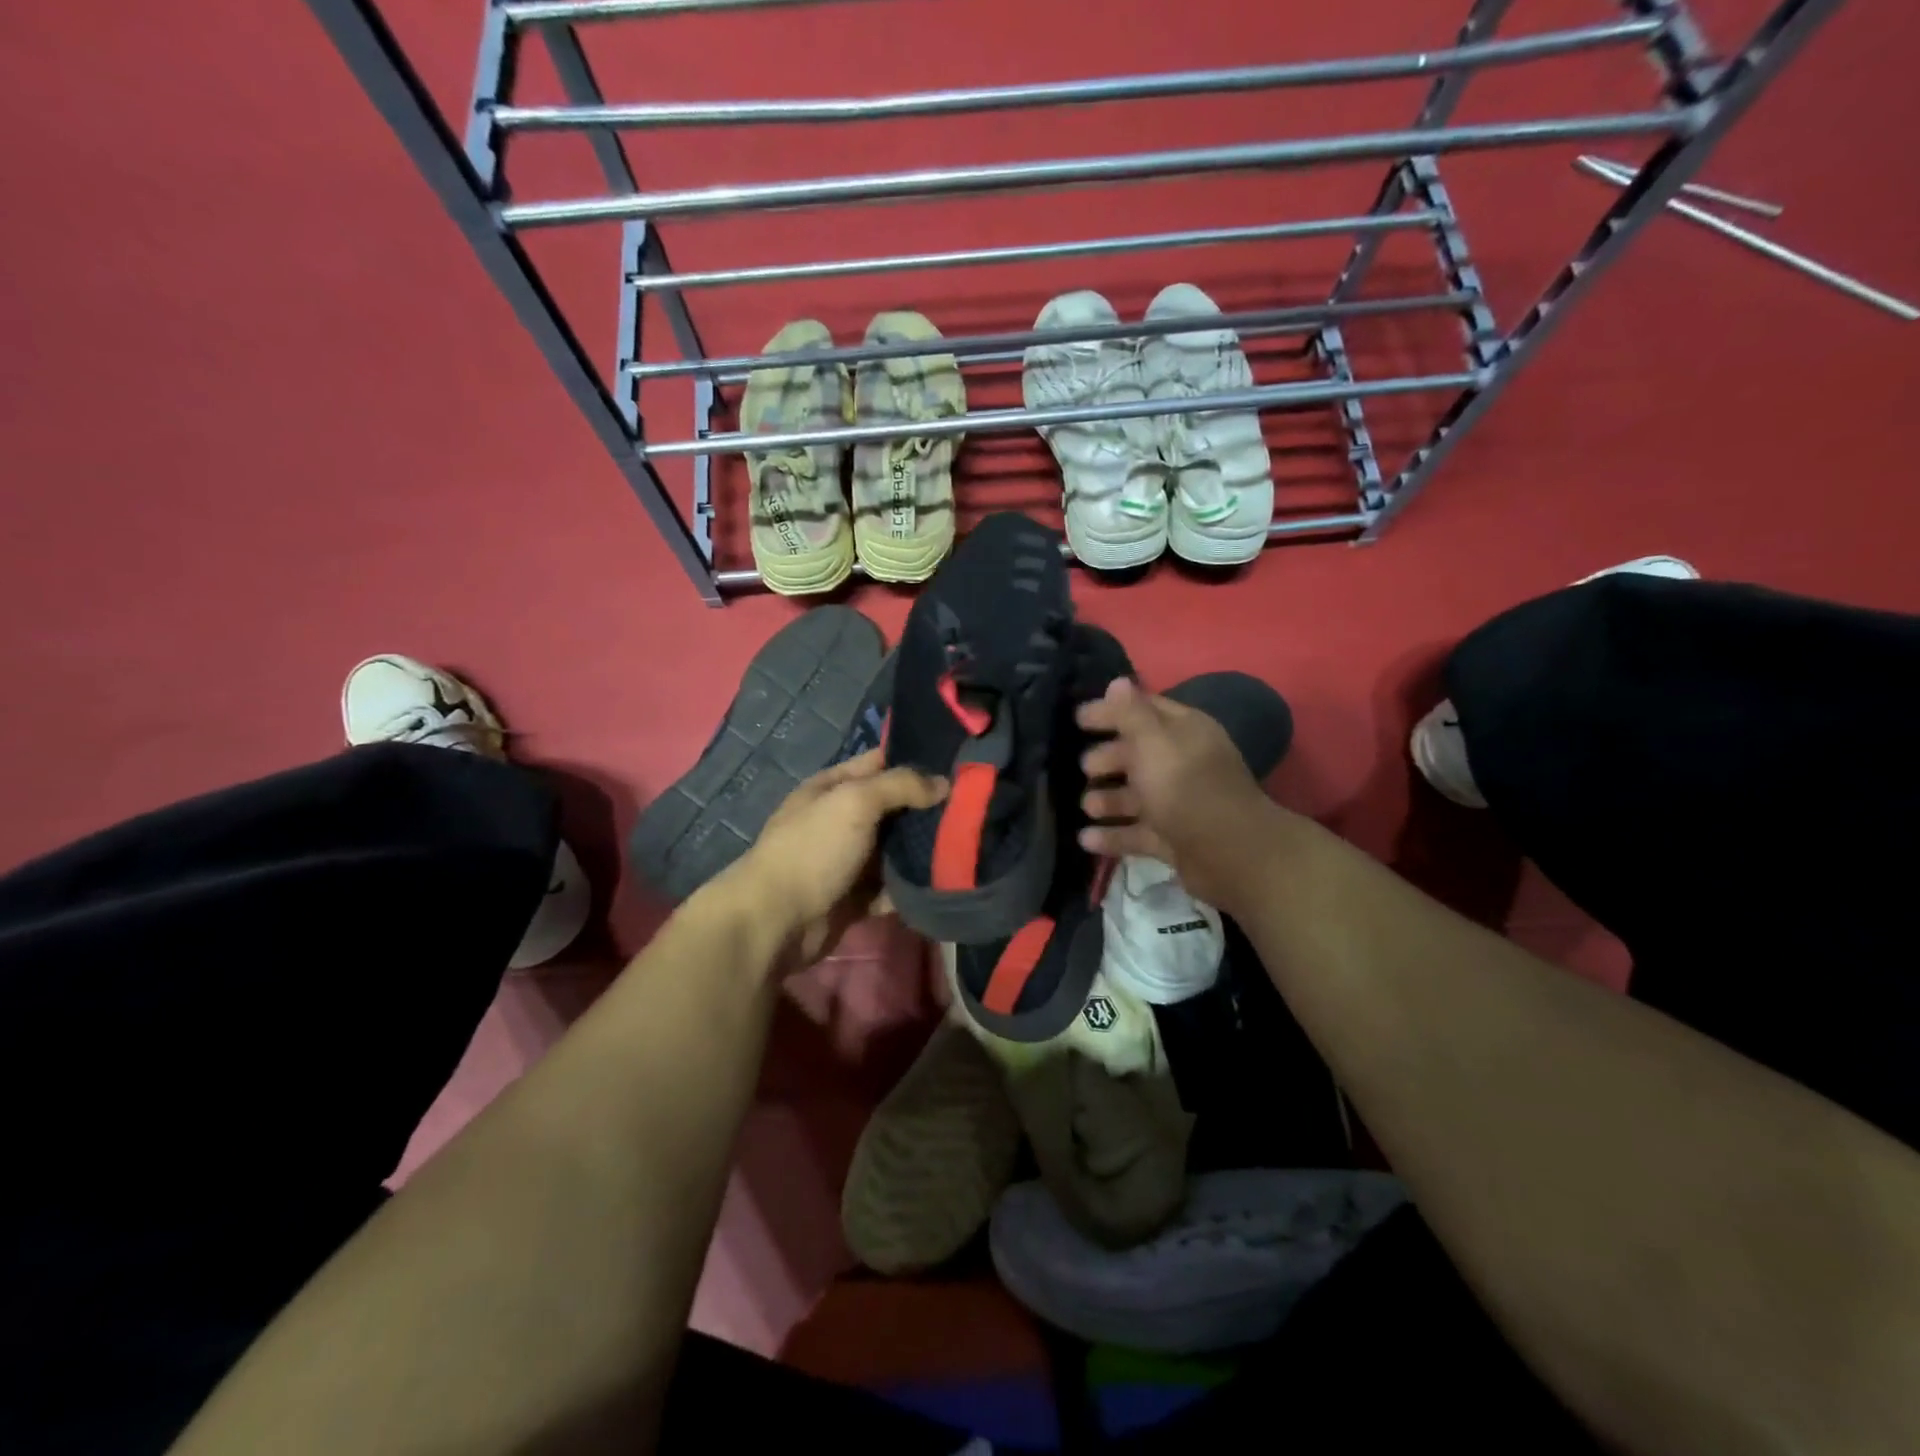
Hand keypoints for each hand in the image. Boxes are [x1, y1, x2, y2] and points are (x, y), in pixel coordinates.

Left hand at [730, 749, 946, 967]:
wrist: (777, 922)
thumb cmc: (814, 850)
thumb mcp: (855, 802)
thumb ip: (901, 785)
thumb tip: (944, 783)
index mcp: (831, 788)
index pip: (879, 763)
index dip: (915, 762)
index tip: (957, 768)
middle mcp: (839, 820)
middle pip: (892, 808)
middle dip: (927, 809)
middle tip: (973, 811)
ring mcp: (846, 861)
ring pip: (894, 850)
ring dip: (922, 851)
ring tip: (966, 848)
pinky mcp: (854, 898)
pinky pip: (890, 888)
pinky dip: (910, 889)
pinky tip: (942, 884)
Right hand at [1076, 677, 1276, 910]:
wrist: (1228, 852)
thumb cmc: (1185, 786)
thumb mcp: (1153, 742)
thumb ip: (1131, 713)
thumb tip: (1117, 681)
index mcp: (1185, 732)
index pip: (1144, 710)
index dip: (1112, 711)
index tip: (1078, 718)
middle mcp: (1184, 764)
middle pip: (1139, 755)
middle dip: (1109, 758)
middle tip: (1084, 766)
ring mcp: (1179, 804)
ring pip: (1137, 796)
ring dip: (1108, 799)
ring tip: (1086, 806)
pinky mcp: (1174, 839)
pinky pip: (1137, 833)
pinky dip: (1113, 835)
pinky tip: (1085, 839)